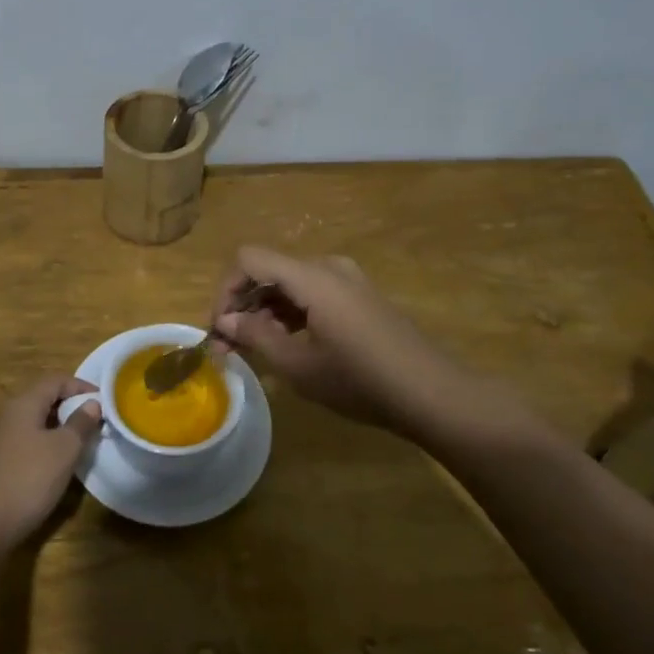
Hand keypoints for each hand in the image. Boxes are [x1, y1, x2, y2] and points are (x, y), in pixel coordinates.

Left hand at [0, 375, 100, 550]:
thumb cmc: (29, 479)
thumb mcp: (63, 450)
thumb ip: (80, 423)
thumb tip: (92, 404)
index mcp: (23, 404)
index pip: (56, 380)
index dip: (81, 386)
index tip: (105, 400)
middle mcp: (10, 414)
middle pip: (44, 397)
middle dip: (72, 405)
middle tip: (97, 420)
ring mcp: (2, 438)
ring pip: (37, 420)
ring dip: (61, 425)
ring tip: (84, 440)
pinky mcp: (1, 460)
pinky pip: (30, 439)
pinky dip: (49, 442)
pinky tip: (60, 460)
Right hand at [211, 246, 538, 446]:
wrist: (434, 394)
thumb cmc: (360, 381)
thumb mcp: (298, 365)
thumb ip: (256, 336)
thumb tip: (225, 320)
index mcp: (311, 277)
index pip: (249, 259)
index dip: (225, 290)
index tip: (219, 329)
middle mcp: (328, 267)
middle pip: (268, 271)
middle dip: (242, 305)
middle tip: (229, 347)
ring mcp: (348, 281)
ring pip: (290, 284)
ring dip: (265, 311)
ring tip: (254, 351)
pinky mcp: (360, 298)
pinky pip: (312, 294)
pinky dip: (290, 313)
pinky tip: (288, 346)